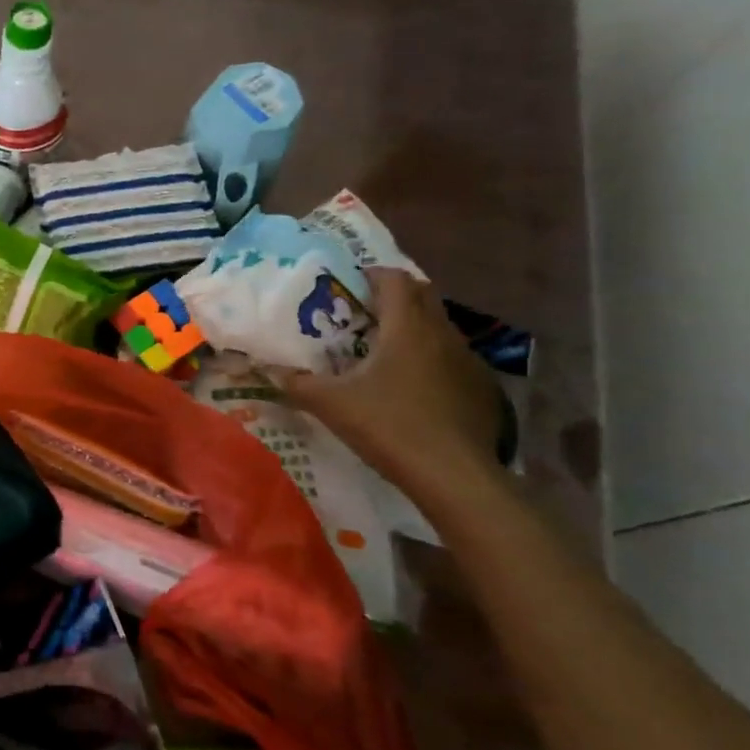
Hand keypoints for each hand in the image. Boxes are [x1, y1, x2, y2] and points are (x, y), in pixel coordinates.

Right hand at [266, 267, 502, 494]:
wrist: (454, 475)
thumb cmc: (389, 426)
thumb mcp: (331, 404)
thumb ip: (297, 383)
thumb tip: (270, 371)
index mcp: (406, 327)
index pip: (394, 279)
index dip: (371, 274)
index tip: (347, 286)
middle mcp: (441, 333)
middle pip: (422, 294)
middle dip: (394, 296)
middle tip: (363, 313)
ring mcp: (467, 360)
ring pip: (439, 326)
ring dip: (413, 327)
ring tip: (383, 350)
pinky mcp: (480, 387)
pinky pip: (451, 357)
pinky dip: (430, 358)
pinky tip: (412, 387)